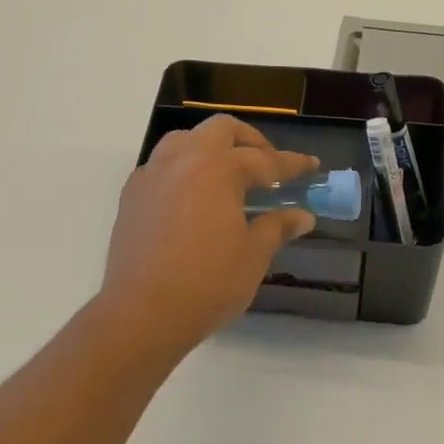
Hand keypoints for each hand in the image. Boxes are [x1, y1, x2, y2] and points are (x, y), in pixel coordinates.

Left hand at [99, 116, 318, 355]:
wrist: (142, 313)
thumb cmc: (208, 282)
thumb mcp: (253, 255)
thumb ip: (277, 227)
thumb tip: (302, 216)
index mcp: (216, 169)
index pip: (263, 159)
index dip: (292, 164)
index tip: (312, 166)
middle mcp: (181, 160)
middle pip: (219, 130)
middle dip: (249, 140)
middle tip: (268, 164)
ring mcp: (151, 176)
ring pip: (184, 141)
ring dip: (210, 147)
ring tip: (227, 174)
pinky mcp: (132, 197)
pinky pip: (161, 166)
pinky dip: (183, 169)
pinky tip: (192, 197)